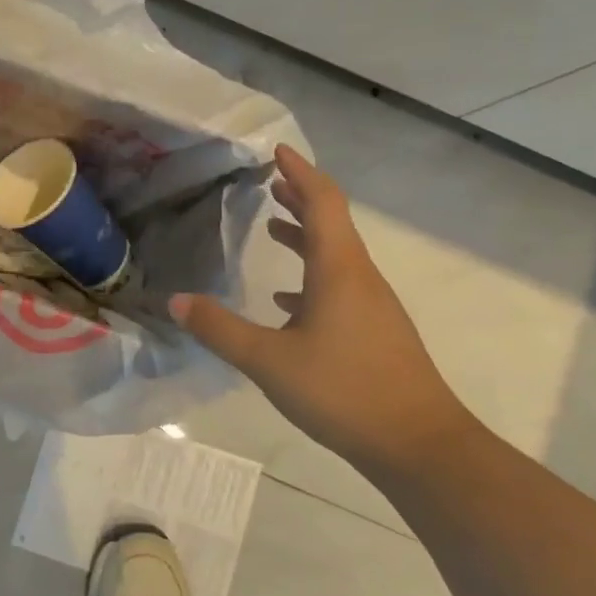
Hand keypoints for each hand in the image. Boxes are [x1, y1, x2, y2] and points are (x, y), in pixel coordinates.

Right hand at [171, 144, 475, 469]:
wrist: (419, 445)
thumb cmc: (344, 391)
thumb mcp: (269, 361)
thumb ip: (220, 329)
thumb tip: (176, 301)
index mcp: (338, 270)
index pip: (322, 202)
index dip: (300, 172)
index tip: (277, 150)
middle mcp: (359, 278)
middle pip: (331, 223)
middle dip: (300, 197)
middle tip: (271, 181)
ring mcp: (372, 306)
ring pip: (336, 255)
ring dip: (305, 235)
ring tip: (273, 225)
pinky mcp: (375, 331)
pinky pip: (340, 286)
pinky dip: (311, 276)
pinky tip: (287, 299)